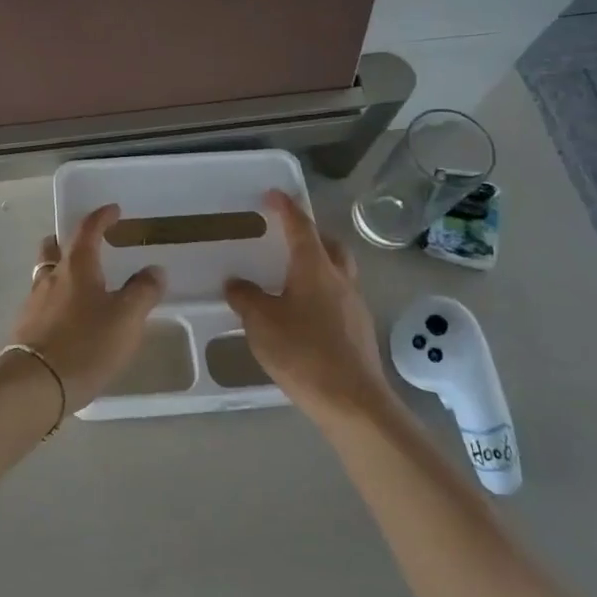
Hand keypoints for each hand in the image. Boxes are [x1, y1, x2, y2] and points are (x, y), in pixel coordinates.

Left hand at [10, 205, 164, 411]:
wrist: (34, 385)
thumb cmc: (85, 344)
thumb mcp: (126, 319)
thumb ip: (143, 292)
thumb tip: (154, 270)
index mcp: (77, 266)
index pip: (87, 229)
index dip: (101, 217)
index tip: (113, 210)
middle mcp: (51, 277)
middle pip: (54, 247)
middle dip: (68, 240)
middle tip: (86, 244)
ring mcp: (33, 303)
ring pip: (45, 274)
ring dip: (61, 271)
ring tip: (81, 285)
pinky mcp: (25, 328)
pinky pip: (41, 302)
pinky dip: (55, 300)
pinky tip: (68, 319)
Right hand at [225, 191, 388, 423]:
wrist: (352, 402)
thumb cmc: (303, 352)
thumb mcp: (261, 323)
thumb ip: (246, 298)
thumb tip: (236, 283)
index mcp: (315, 268)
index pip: (301, 226)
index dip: (286, 208)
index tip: (274, 195)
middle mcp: (340, 279)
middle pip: (330, 245)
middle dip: (311, 235)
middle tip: (289, 237)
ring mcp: (354, 306)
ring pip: (338, 272)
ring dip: (319, 266)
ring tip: (292, 278)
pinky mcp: (360, 331)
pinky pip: (339, 299)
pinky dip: (322, 294)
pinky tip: (304, 315)